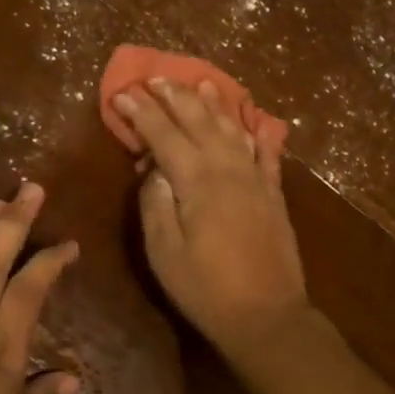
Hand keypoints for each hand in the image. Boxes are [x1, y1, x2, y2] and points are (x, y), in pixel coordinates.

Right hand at [114, 79, 310, 353]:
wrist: (267, 315)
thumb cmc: (205, 287)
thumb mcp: (163, 250)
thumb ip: (155, 202)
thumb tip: (154, 168)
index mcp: (196, 180)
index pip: (163, 134)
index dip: (140, 113)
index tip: (121, 94)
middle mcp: (228, 168)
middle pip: (198, 121)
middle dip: (174, 97)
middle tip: (155, 78)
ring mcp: (255, 178)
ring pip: (232, 128)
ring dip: (213, 104)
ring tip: (199, 83)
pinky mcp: (273, 192)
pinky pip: (264, 151)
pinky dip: (255, 131)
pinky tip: (249, 120)